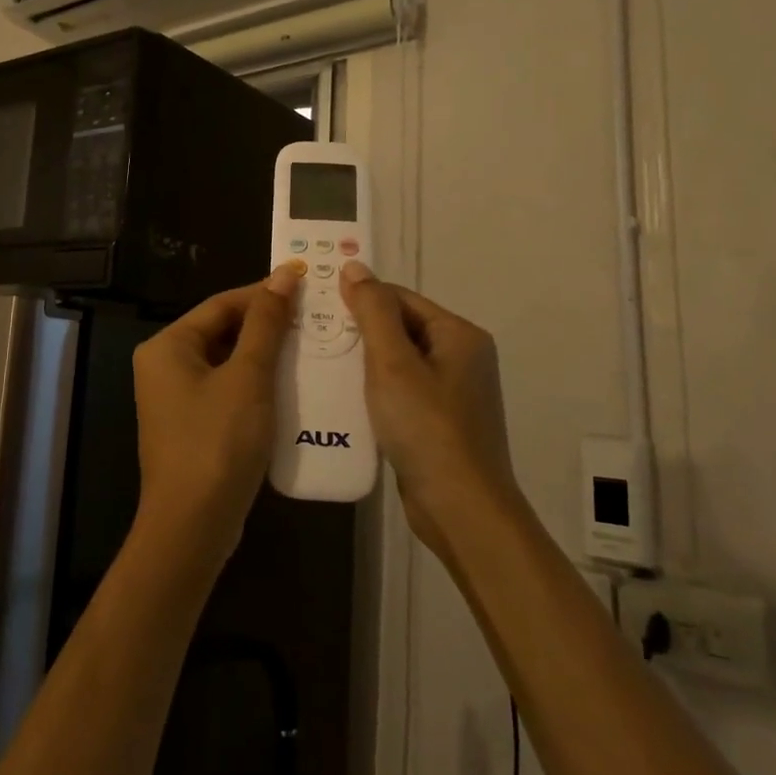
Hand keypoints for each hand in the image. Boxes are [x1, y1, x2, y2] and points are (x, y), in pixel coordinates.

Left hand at [130, 265, 301, 569]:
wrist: (192, 526)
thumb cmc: (218, 441)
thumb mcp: (248, 377)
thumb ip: (266, 324)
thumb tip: (283, 275)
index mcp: (167, 346)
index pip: (220, 304)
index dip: (263, 293)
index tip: (305, 286)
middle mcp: (163, 366)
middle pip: (221, 331)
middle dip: (265, 325)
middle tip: (312, 318)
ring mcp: (174, 399)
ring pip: (226, 363)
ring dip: (264, 355)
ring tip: (309, 347)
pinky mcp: (190, 426)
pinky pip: (225, 390)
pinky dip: (255, 384)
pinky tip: (289, 387)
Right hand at [339, 260, 521, 557]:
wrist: (461, 508)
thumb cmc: (426, 427)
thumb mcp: (392, 363)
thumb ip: (373, 312)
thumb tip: (355, 266)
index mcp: (459, 335)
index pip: (400, 298)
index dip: (360, 299)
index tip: (318, 308)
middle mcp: (462, 357)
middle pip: (401, 328)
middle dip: (359, 332)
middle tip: (313, 338)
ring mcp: (453, 392)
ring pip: (399, 362)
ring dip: (364, 363)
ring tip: (322, 366)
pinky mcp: (441, 423)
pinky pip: (402, 392)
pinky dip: (376, 391)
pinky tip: (346, 401)